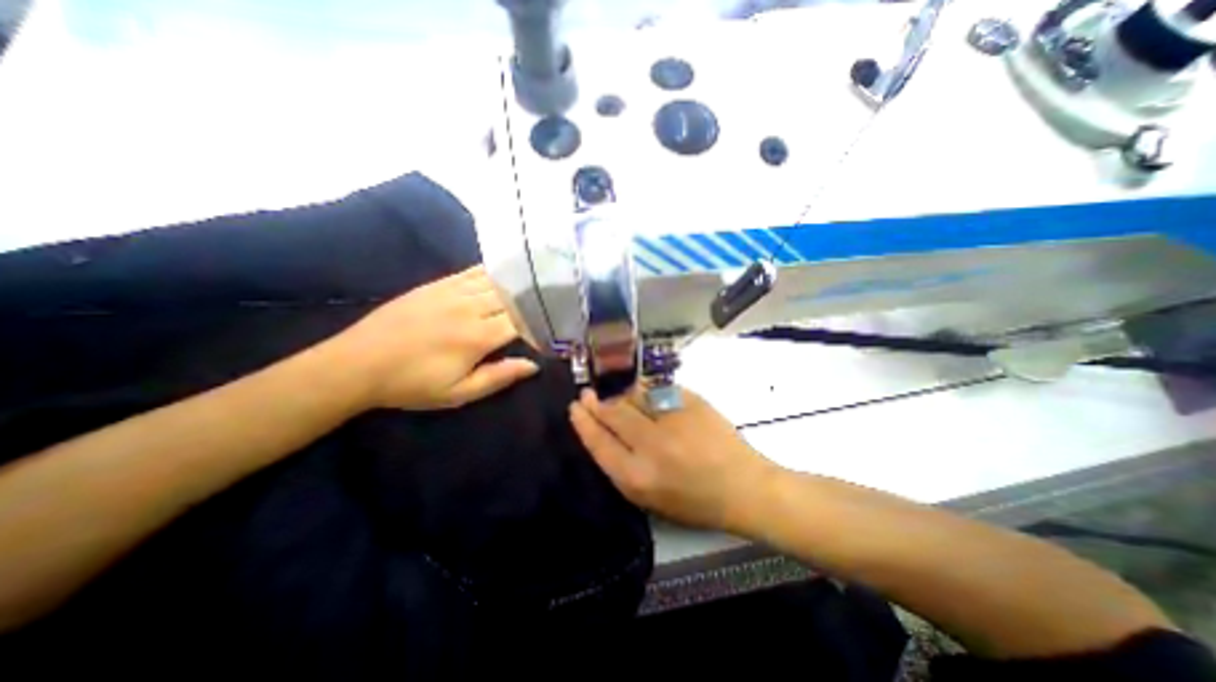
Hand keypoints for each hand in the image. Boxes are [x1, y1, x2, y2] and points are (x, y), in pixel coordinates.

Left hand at [325, 267, 531, 409]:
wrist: (358, 364)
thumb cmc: (412, 384)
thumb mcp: (458, 393)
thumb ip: (498, 377)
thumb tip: (533, 365)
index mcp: (478, 337)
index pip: (522, 321)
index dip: (541, 322)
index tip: (553, 326)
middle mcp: (470, 308)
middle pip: (513, 297)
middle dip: (534, 300)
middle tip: (551, 301)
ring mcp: (452, 292)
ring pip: (496, 281)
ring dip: (517, 284)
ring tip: (535, 284)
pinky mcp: (437, 284)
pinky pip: (472, 272)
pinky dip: (492, 272)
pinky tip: (503, 273)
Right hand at [568, 386, 772, 530]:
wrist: (742, 486)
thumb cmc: (694, 501)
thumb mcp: (649, 498)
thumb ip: (622, 466)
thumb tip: (603, 432)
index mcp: (637, 477)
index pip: (598, 442)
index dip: (583, 422)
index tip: (575, 408)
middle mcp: (651, 445)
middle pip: (612, 413)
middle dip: (596, 401)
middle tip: (588, 394)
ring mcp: (672, 419)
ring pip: (632, 395)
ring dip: (618, 392)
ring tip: (612, 391)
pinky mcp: (690, 402)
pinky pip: (657, 389)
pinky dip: (644, 389)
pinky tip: (640, 391)